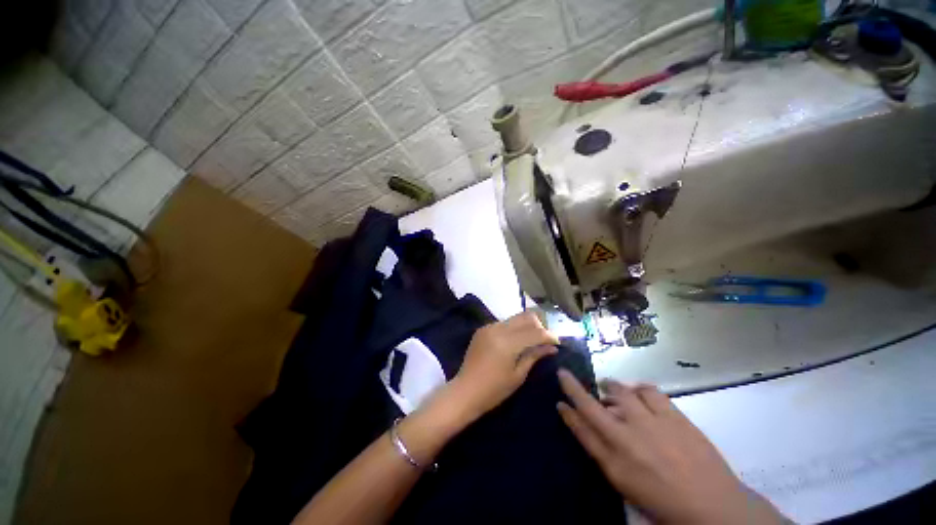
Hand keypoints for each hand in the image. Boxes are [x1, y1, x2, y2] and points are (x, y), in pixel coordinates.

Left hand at [446, 311, 558, 421]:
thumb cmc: (494, 390)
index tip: (558, 343)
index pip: (535, 332)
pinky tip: (515, 342)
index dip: (549, 336)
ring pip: (515, 318)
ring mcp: (489, 326)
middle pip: (526, 317)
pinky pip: (504, 323)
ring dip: (526, 326)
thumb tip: (552, 347)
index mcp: (507, 342)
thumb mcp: (518, 375)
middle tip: (545, 341)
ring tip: (532, 341)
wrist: (465, 391)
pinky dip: (514, 329)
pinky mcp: (483, 328)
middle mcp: (498, 328)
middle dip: (539, 326)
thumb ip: (534, 356)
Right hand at [557, 370, 787, 524]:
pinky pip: (648, 390)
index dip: (566, 411)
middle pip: (591, 404)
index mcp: (615, 460)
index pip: (580, 428)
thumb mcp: (625, 483)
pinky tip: (639, 393)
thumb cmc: (663, 500)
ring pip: (619, 390)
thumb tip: (582, 424)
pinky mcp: (673, 415)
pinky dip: (638, 388)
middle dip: (572, 385)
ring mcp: (651, 423)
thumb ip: (600, 451)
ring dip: (609, 386)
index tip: (558, 398)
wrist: (713, 506)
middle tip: (569, 377)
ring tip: (609, 388)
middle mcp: (627, 437)